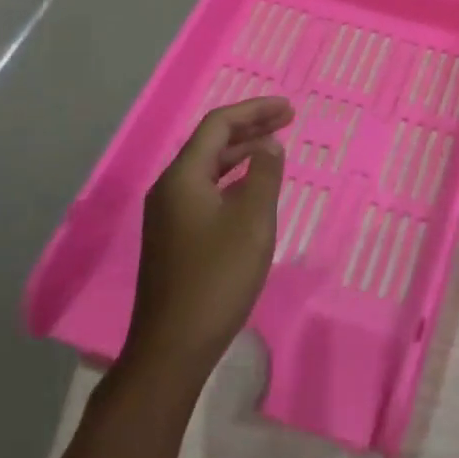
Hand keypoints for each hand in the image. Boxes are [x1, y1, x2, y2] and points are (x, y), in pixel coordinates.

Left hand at [122, 96, 293, 388]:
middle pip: (211, 143)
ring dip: (242, 153)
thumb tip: (268, 145)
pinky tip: (252, 190)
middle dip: (250, 127)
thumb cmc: (217, 277)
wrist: (173, 348)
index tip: (289, 109)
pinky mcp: (174, 238)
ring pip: (208, 168)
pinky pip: (206, 191)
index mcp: (183, 177)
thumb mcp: (252, 221)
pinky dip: (232, 179)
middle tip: (287, 120)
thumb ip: (263, 175)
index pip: (218, 124)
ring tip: (274, 149)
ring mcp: (169, 215)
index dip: (255, 110)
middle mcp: (170, 188)